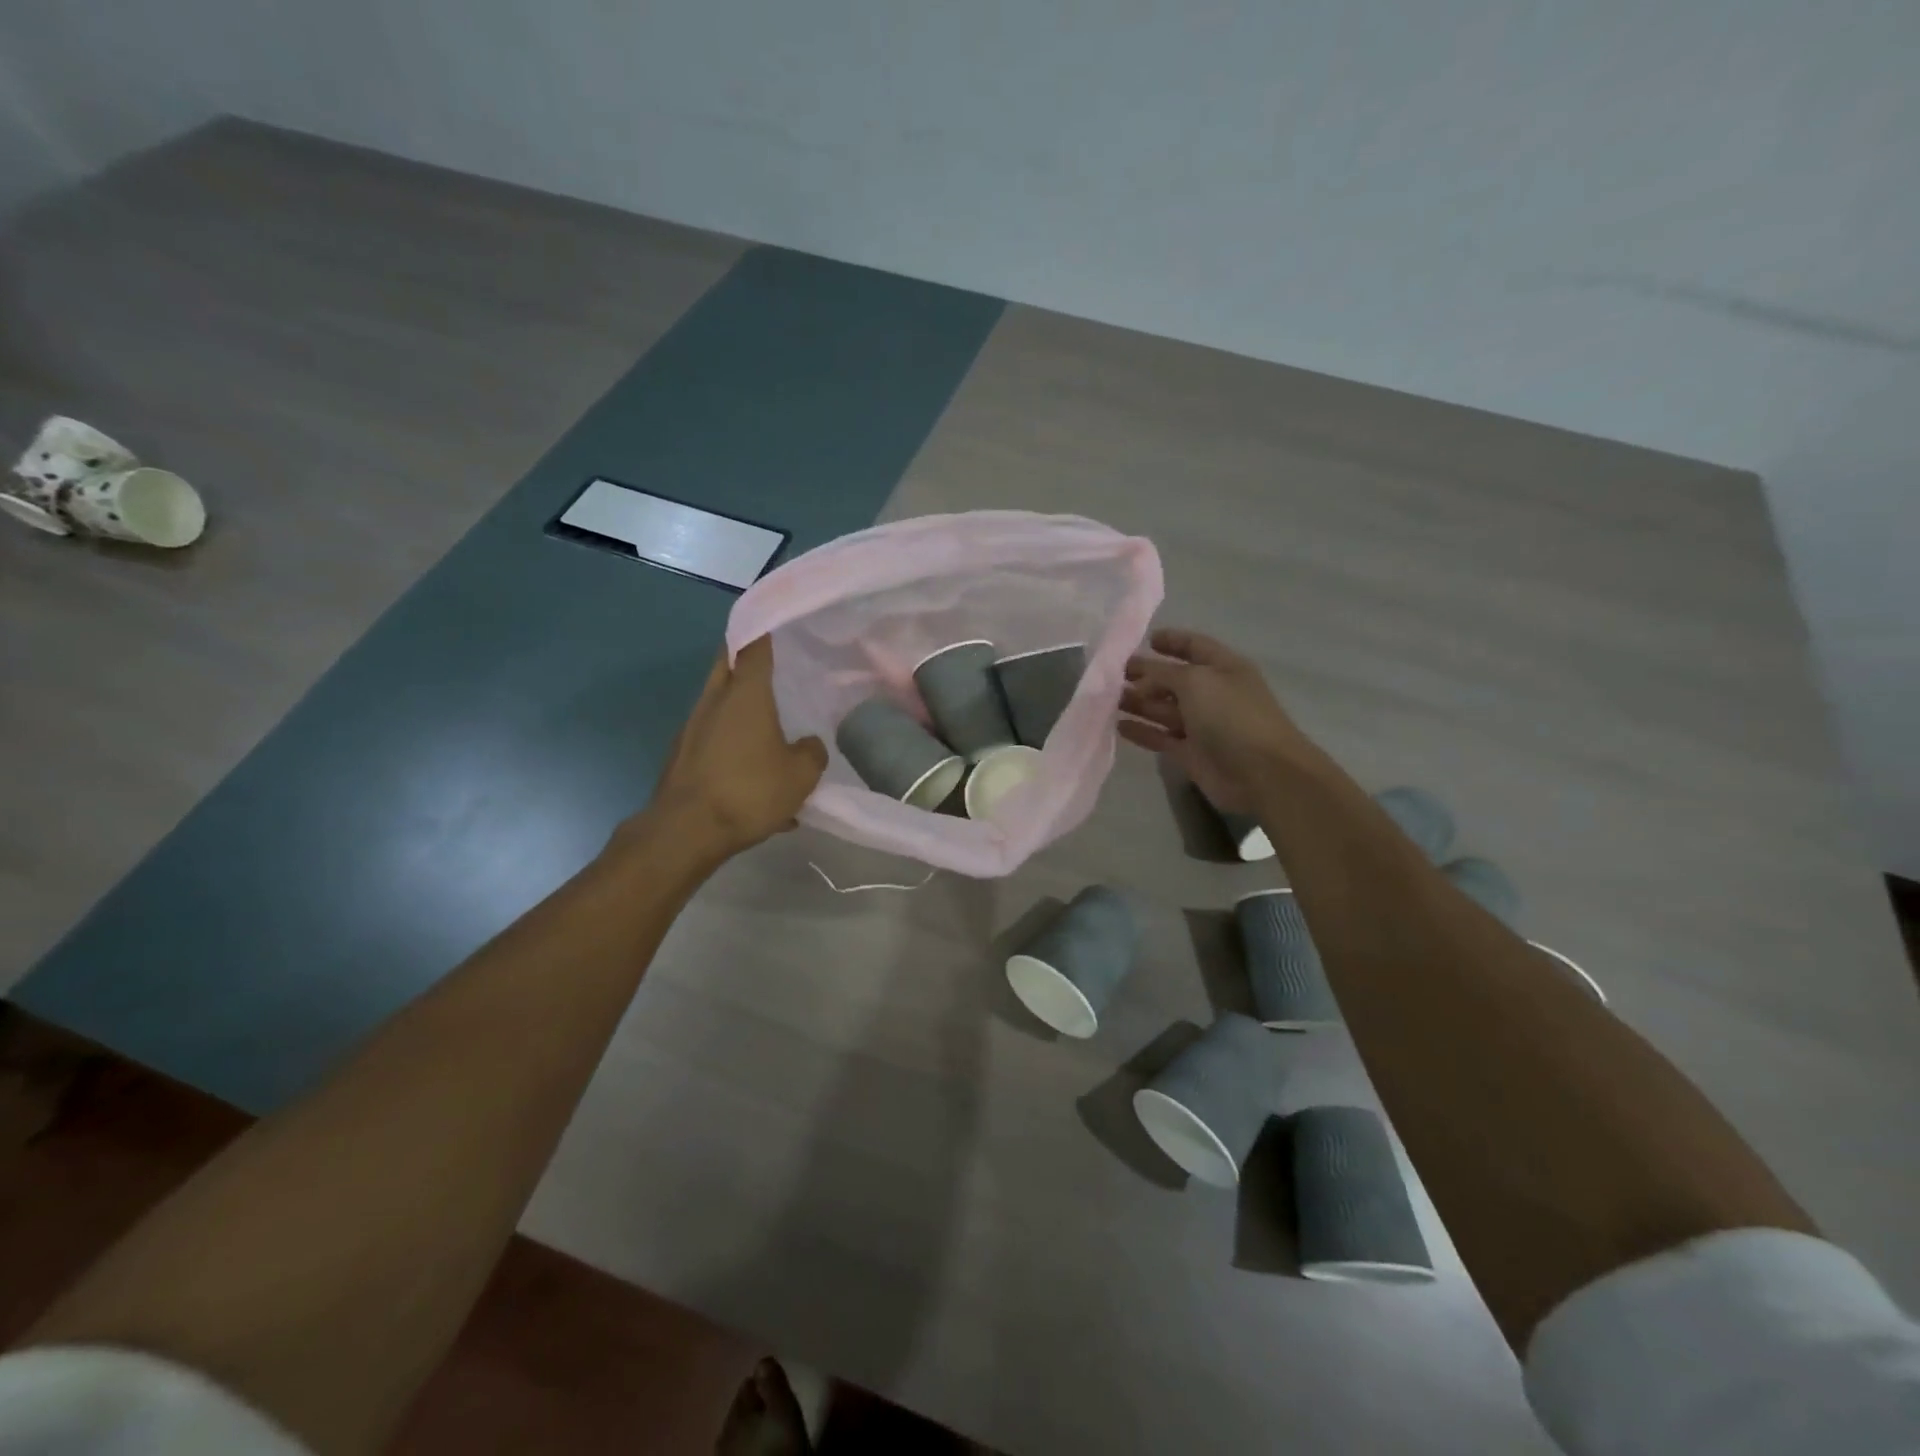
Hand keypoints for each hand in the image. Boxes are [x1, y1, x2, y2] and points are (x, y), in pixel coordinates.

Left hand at [637, 637, 826, 861]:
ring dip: (740, 706)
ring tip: (769, 728)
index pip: (754, 646)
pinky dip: (732, 745)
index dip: (763, 629)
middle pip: (728, 665)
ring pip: (719, 703)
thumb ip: (812, 753)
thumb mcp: (801, 775)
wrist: (686, 831)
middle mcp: (714, 702)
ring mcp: (693, 728)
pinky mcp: (682, 756)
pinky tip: (754, 780)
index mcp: (746, 694)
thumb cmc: (749, 791)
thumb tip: (808, 744)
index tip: (772, 619)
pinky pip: (713, 739)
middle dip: (745, 658)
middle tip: (770, 662)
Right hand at [1119, 627, 1315, 813]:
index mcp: (1223, 668)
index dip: (1172, 641)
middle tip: (1113, 675)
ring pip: (1163, 709)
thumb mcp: (1196, 681)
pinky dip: (1141, 731)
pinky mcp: (1191, 753)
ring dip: (1138, 702)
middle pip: (1174, 679)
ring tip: (1108, 699)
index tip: (1144, 641)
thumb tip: (1140, 671)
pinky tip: (1118, 725)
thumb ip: (1163, 672)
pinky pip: (1160, 737)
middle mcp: (1212, 694)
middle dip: (1146, 674)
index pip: (1195, 646)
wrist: (1260, 772)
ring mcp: (1201, 725)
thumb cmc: (1231, 716)